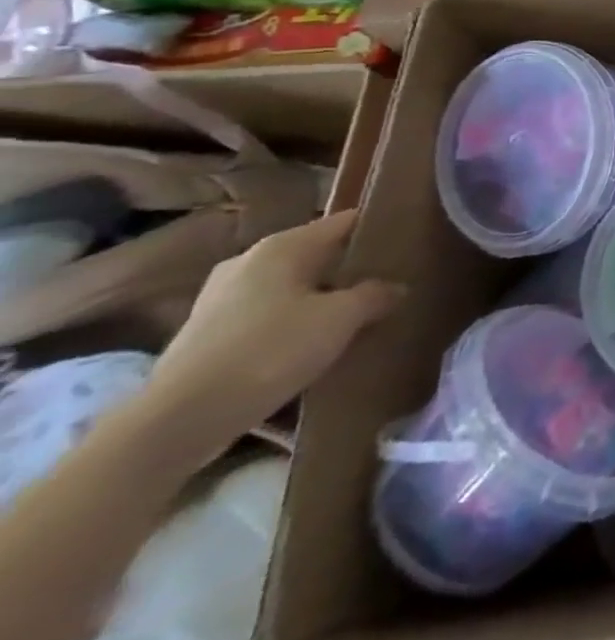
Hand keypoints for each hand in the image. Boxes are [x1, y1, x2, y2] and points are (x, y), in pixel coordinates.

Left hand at [141, 210, 401, 462]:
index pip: (345, 222)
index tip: (408, 241)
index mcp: (282, 246)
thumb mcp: (341, 318)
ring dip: (319, 297)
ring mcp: (220, 298)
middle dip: (349, 267)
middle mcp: (248, 261)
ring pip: (289, 287)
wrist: (181, 418)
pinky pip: (265, 315)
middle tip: (388, 281)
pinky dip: (291, 322)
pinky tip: (311, 343)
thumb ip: (375, 295)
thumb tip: (395, 287)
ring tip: (354, 314)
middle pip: (316, 255)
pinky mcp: (206, 333)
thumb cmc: (271, 350)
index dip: (378, 228)